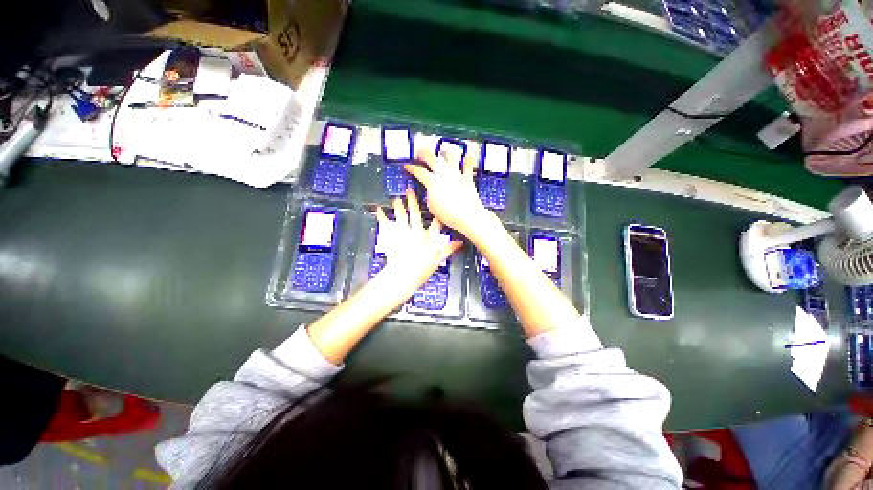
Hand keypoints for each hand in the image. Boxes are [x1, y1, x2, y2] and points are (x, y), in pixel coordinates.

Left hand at [373, 189, 462, 302]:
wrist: (404, 275)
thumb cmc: (421, 269)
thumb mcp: (438, 260)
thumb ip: (448, 249)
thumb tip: (459, 243)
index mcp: (427, 238)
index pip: (435, 223)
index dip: (437, 214)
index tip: (438, 204)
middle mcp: (415, 232)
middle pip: (415, 215)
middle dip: (413, 203)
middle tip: (410, 190)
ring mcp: (402, 234)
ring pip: (401, 217)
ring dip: (399, 207)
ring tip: (397, 198)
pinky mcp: (391, 238)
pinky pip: (386, 225)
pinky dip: (382, 217)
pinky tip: (379, 210)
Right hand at [405, 149, 490, 238]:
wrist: (466, 216)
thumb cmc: (449, 215)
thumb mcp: (432, 208)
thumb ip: (429, 197)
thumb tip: (430, 193)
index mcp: (432, 182)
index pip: (418, 171)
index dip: (411, 167)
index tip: (408, 166)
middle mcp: (444, 175)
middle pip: (431, 158)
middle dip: (424, 153)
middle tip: (420, 152)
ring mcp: (456, 174)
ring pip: (450, 156)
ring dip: (445, 152)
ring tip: (443, 152)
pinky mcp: (467, 177)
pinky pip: (468, 164)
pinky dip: (467, 159)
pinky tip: (467, 157)